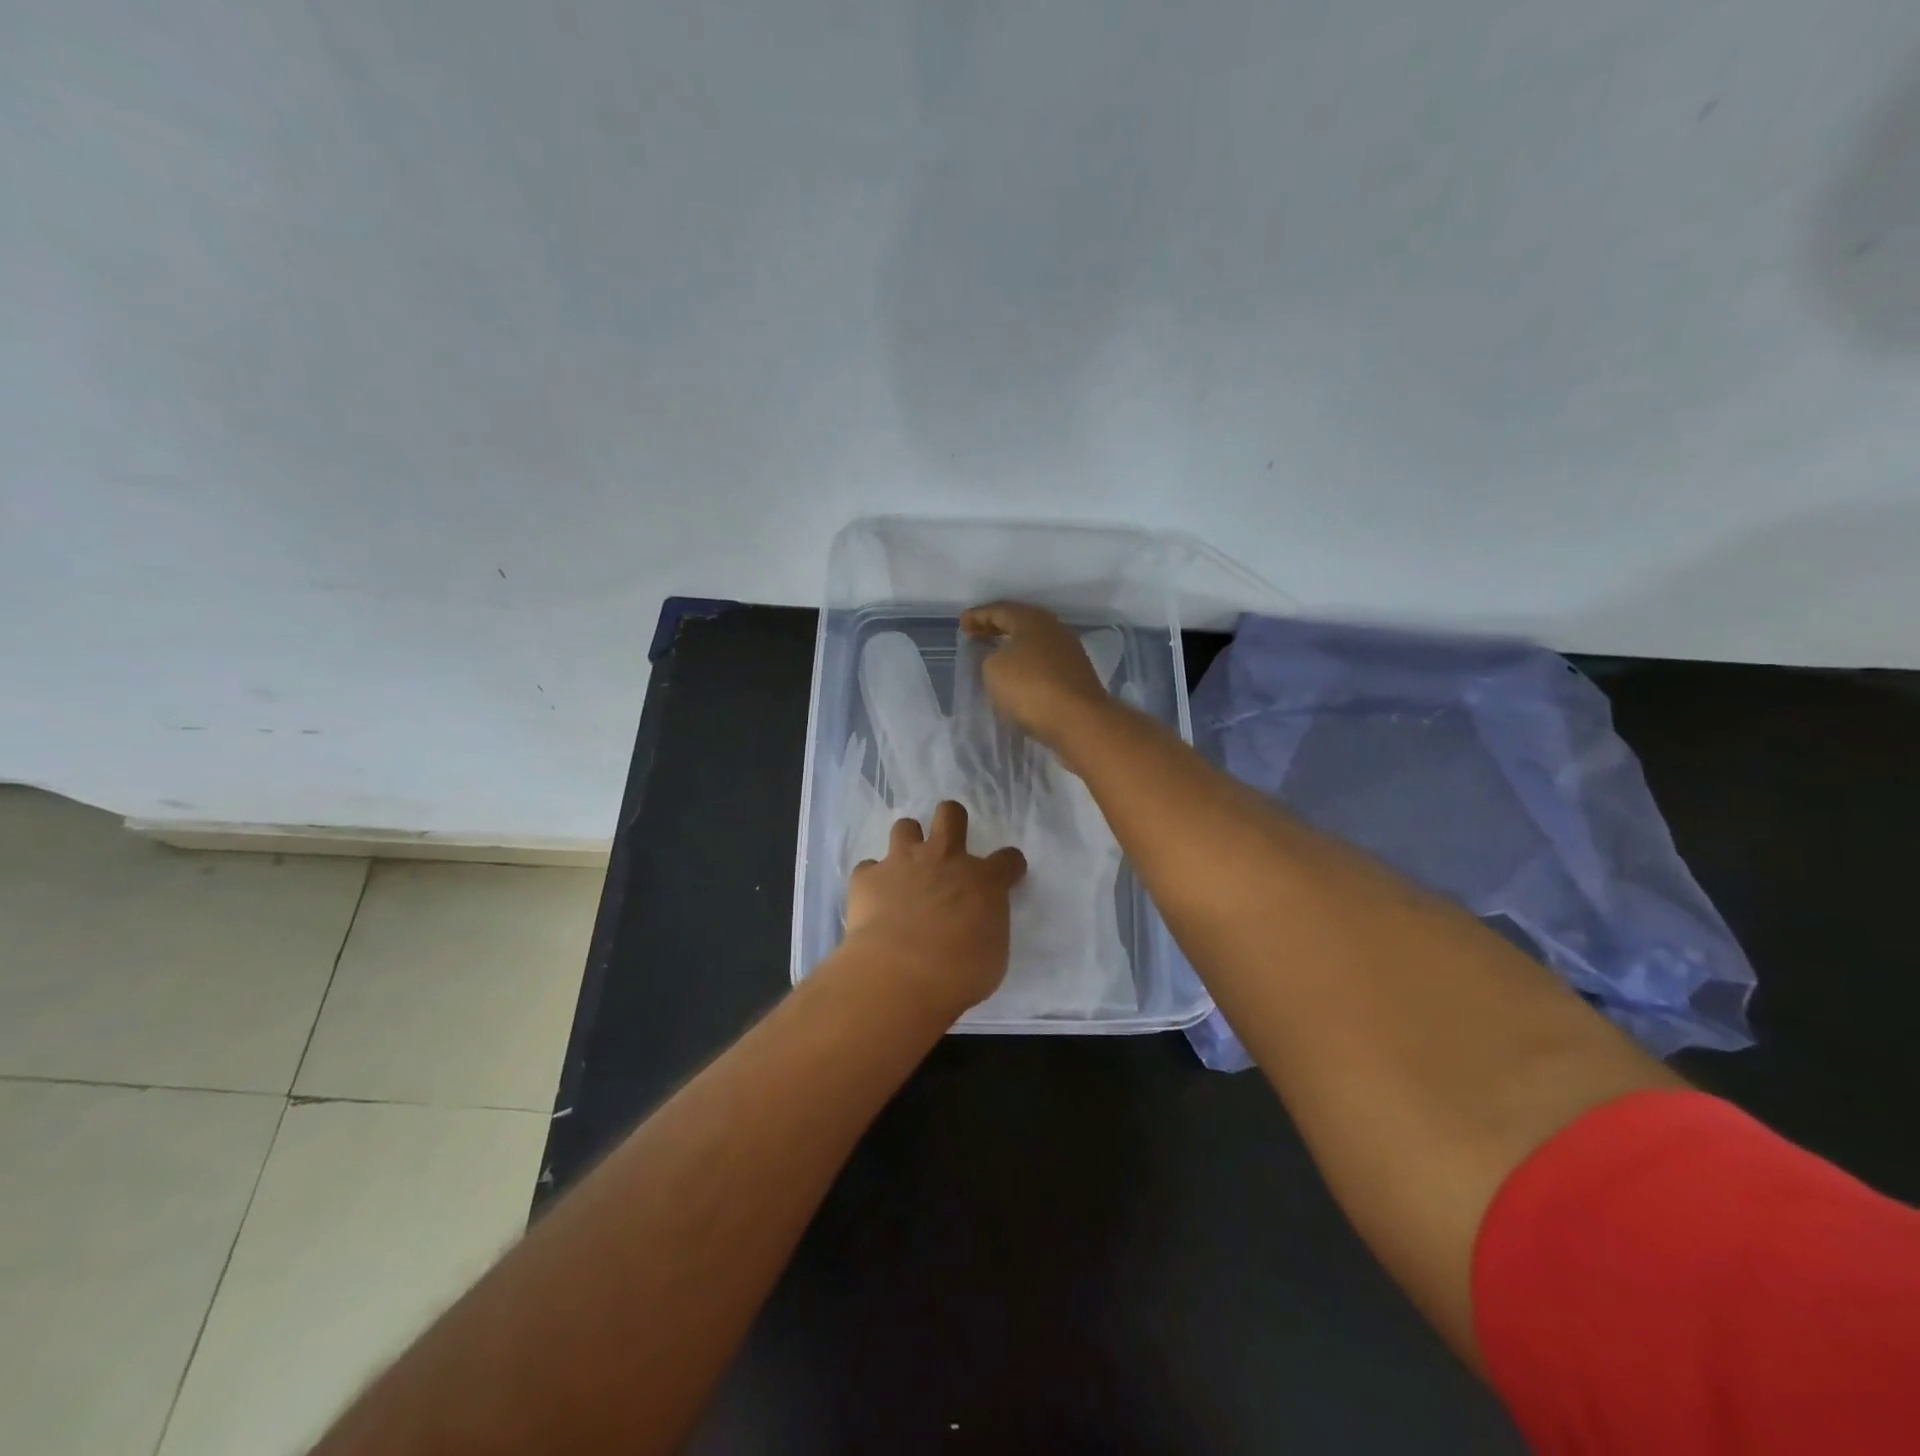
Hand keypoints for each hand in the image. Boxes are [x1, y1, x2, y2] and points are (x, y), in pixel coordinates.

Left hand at [845, 801, 1026, 1017]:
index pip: (1008, 859)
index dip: (1008, 866)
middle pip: (951, 814)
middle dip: (952, 821)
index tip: (1006, 876)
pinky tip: (873, 899)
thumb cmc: (959, 973)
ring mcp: (903, 862)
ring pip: (905, 826)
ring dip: (907, 843)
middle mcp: (945, 859)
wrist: (900, 973)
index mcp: (983, 880)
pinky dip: (872, 880)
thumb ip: (986, 926)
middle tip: (948, 846)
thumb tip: (976, 923)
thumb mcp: (993, 954)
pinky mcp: (867, 877)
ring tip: (905, 867)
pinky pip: (868, 867)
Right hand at [960, 601, 1115, 751]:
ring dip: (1013, 646)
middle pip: (1019, 622)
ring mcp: (1068, 652)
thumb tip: (997, 657)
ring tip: (994, 655)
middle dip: (995, 628)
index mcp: (1031, 619)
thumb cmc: (1031, 688)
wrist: (1079, 721)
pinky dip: (1026, 664)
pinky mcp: (1075, 675)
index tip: (961, 624)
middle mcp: (1053, 629)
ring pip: (1033, 642)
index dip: (977, 616)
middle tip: (976, 635)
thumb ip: (988, 656)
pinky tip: (1018, 676)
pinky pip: (1043, 662)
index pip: (998, 610)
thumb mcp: (993, 669)